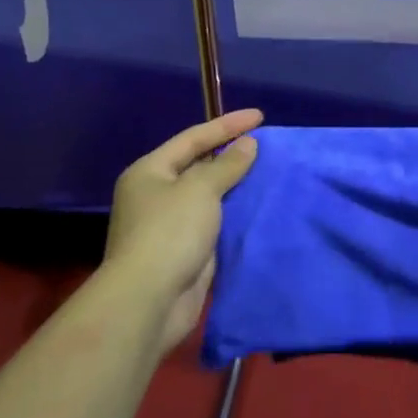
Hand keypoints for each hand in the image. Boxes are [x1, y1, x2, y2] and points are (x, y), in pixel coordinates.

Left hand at [105, 109, 261, 353]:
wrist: (149, 302)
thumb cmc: (169, 233)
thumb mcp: (201, 189)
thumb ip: (227, 165)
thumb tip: (248, 145)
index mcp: (150, 172)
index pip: (193, 138)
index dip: (227, 125)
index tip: (260, 116)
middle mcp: (155, 194)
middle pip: (199, 165)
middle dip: (231, 155)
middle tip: (265, 144)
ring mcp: (169, 225)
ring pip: (208, 196)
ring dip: (236, 186)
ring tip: (268, 172)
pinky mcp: (185, 251)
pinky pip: (214, 222)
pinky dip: (235, 214)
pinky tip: (258, 206)